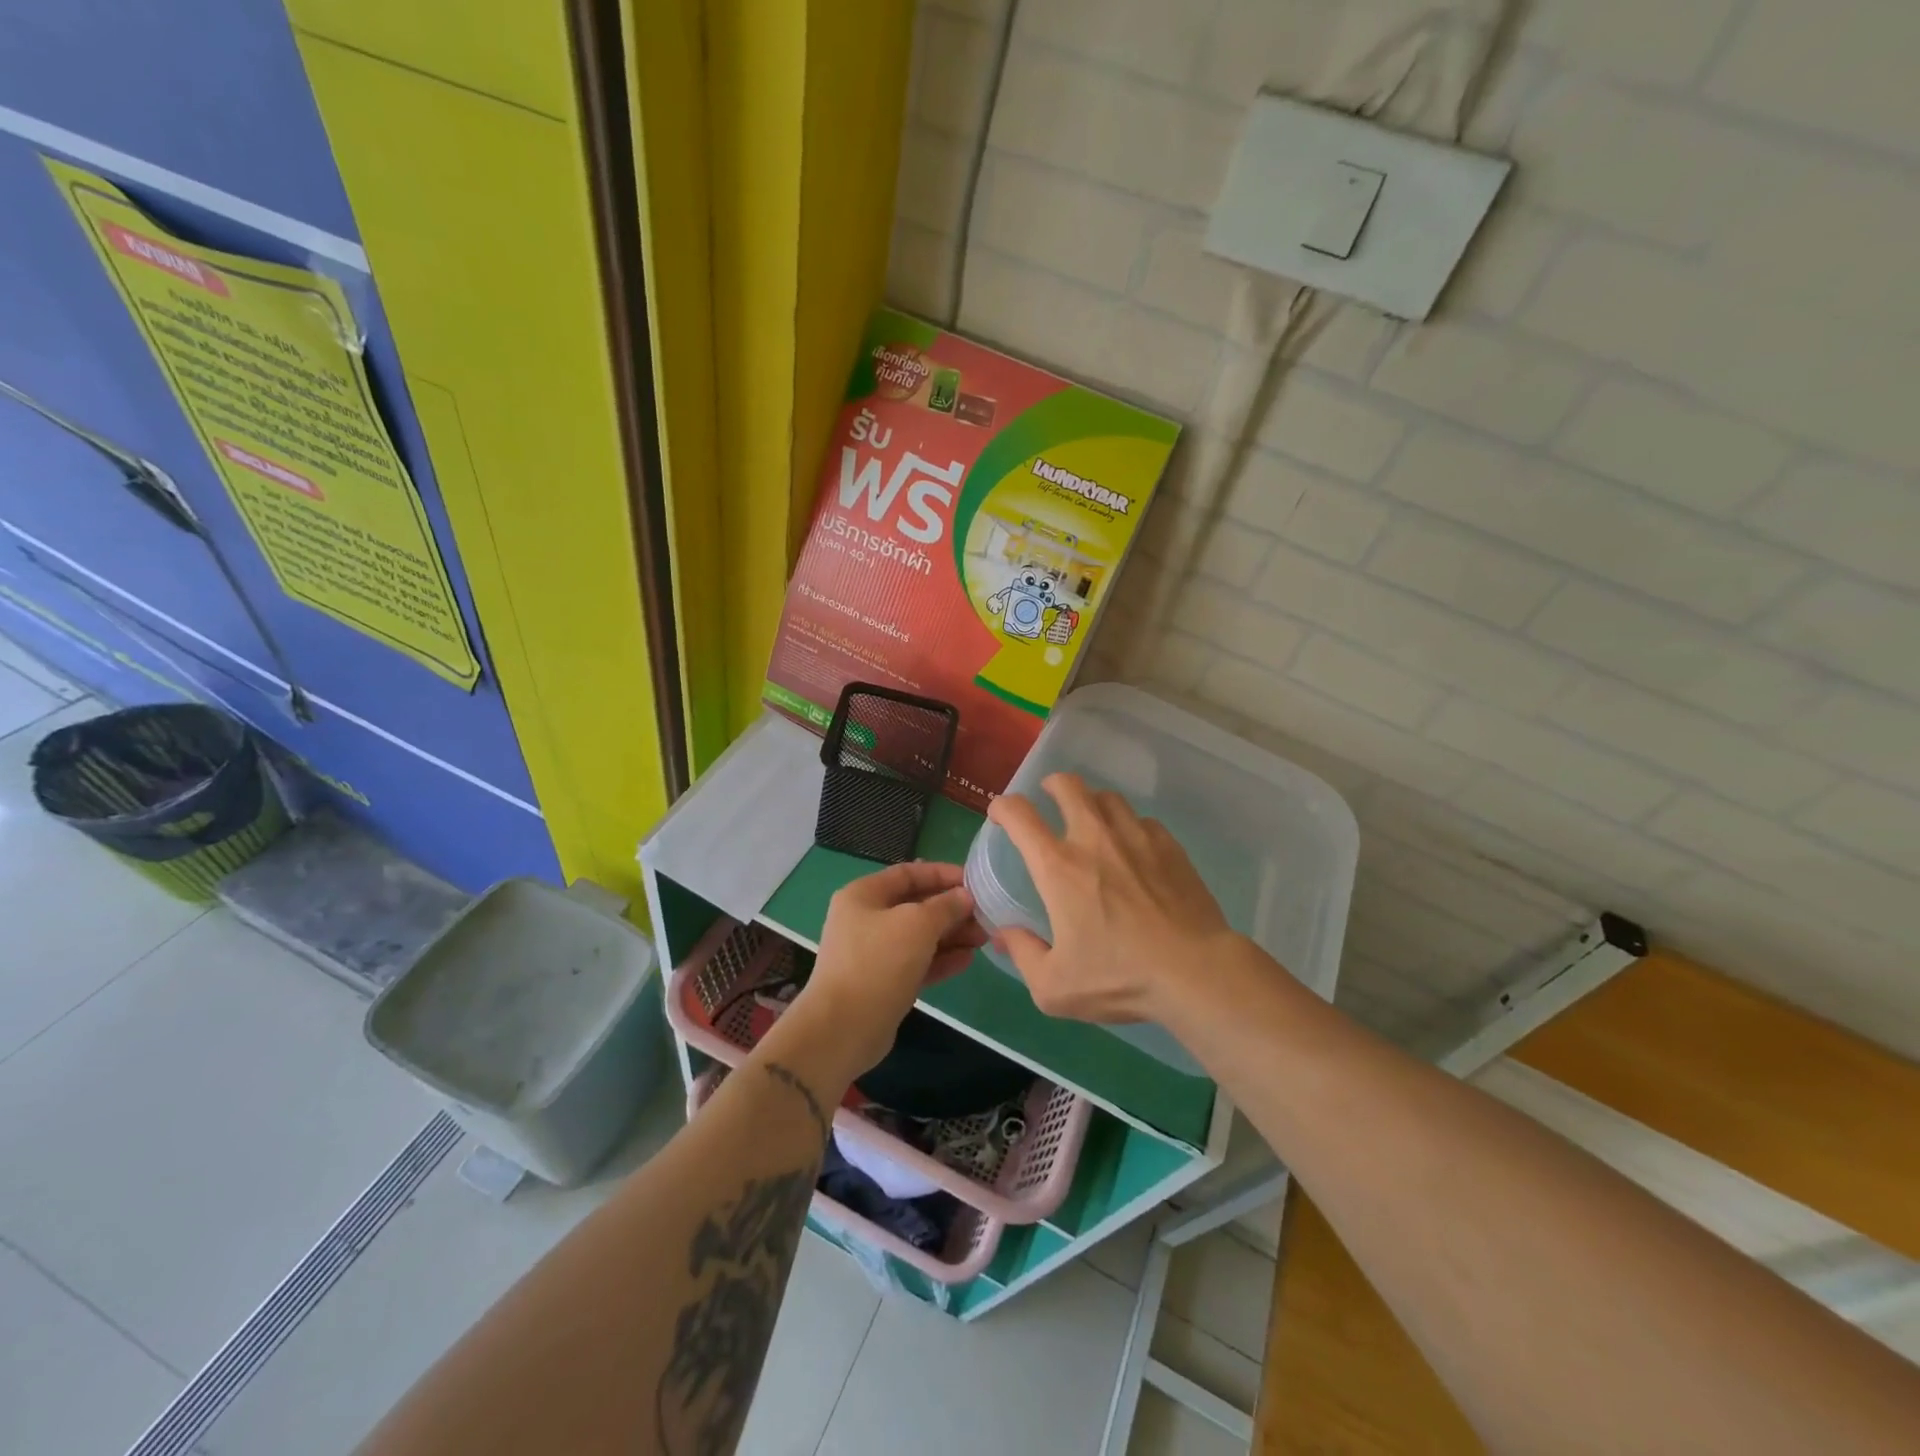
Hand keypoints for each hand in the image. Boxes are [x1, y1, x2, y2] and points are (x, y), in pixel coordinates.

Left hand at [792, 861, 986, 1079]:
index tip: (974, 881)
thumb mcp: (917, 925)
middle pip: (915, 905)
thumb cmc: (878, 963)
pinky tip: (967, 960)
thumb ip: (945, 906)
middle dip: (951, 909)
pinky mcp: (884, 983)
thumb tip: (964, 896)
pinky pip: (917, 963)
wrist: (843, 1029)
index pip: (908, 873)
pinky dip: (941, 960)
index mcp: (864, 895)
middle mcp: (866, 919)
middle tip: (985, 915)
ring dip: (951, 935)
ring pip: (919, 936)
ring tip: (983, 938)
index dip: (942, 874)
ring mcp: (874, 953)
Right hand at [986, 772, 1240, 1024]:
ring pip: (1108, 797)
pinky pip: (1142, 821)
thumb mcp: (1055, 987)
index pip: (1020, 815)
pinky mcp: (1169, 846)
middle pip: (1068, 786)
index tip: (1000, 814)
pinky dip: (1130, 826)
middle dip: (1052, 785)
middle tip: (1049, 798)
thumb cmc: (1120, 978)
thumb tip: (1004, 934)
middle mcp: (1094, 839)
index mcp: (1058, 867)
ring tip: (1092, 820)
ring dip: (1092, 802)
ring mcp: (1136, 837)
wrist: (1195, 972)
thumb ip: (1023, 954)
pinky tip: (1133, 849)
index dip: (1003, 807)